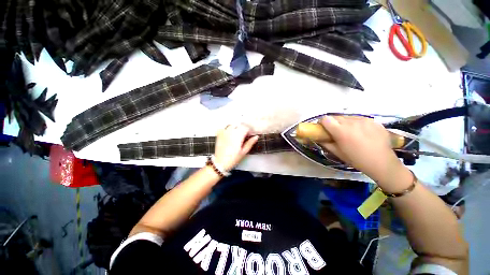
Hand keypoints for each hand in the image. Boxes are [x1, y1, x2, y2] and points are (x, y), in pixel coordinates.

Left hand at [214, 124, 258, 170]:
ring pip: (232, 125)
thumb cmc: (233, 158)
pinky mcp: (219, 134)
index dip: (249, 130)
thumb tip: (256, 137)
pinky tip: (230, 135)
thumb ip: (250, 143)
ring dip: (236, 128)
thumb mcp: (244, 152)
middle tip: (245, 135)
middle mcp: (231, 131)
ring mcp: (224, 132)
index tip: (250, 134)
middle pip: (239, 125)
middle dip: (243, 128)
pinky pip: (225, 128)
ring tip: (237, 135)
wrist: (220, 162)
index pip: (246, 127)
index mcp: (238, 136)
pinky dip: (228, 129)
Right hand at [319, 116, 411, 189]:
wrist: (382, 163)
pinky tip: (361, 133)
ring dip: (345, 123)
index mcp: (341, 131)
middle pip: (336, 117)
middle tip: (336, 132)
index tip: (324, 129)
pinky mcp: (373, 121)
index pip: (325, 119)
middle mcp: (351, 122)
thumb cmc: (357, 159)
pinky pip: (359, 119)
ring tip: (350, 132)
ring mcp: (364, 120)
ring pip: (347, 117)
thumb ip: (325, 143)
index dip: (322, 123)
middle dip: (333, 123)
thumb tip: (318, 137)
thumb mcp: (337, 153)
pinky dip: (356, 123)